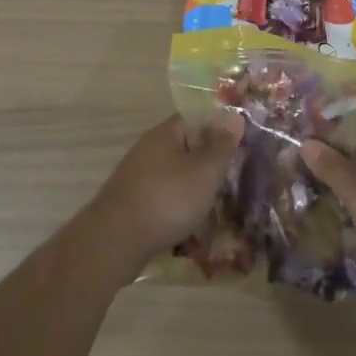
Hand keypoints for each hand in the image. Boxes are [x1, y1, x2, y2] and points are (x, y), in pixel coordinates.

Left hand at [91, 113, 242, 261]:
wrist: (115, 241)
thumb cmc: (167, 199)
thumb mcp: (204, 171)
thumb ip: (221, 145)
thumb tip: (234, 115)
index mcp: (165, 133)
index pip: (196, 119)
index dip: (218, 130)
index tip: (239, 146)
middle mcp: (148, 148)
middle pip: (185, 147)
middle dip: (207, 162)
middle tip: (232, 178)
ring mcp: (137, 175)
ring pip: (174, 173)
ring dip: (193, 186)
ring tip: (216, 203)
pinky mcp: (131, 201)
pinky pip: (162, 195)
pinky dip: (177, 205)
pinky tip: (189, 221)